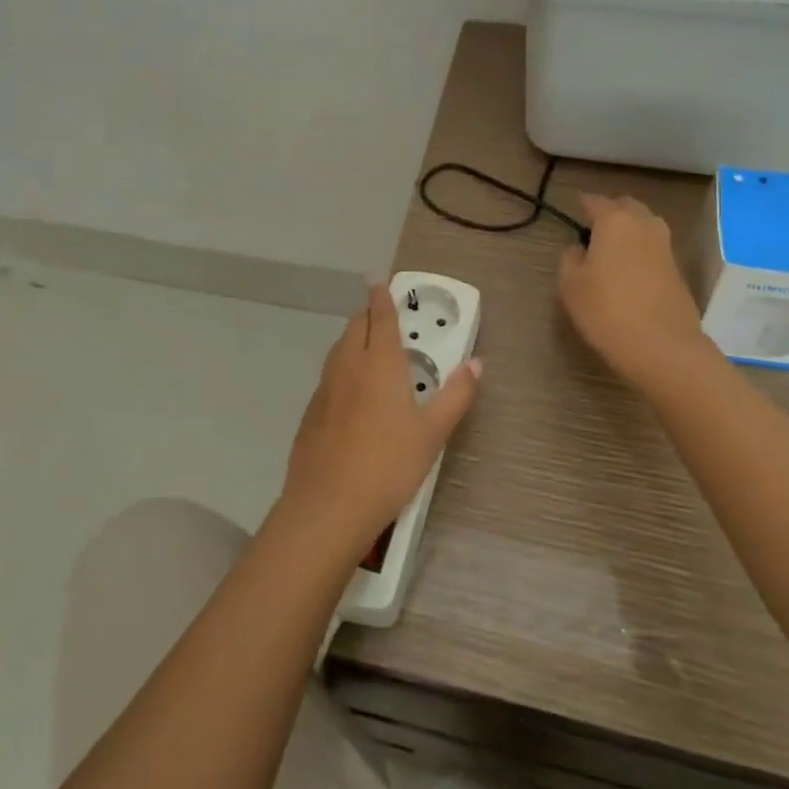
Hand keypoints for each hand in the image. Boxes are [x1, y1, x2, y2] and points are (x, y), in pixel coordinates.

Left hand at [278, 284, 480, 556]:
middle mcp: (348, 365)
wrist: (328, 505)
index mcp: (379, 362)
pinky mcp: (311, 410)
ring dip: (354, 338)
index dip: (381, 297)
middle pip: (355, 326)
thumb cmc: (389, 464)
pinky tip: (353, 391)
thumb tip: (477, 363)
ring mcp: (325, 387)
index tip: (380, 282)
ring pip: (339, 349)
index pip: (380, 317)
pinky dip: (343, 366)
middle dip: (369, 315)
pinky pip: (330, 374)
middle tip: (383, 316)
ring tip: (370, 348)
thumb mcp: (433, 433)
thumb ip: (456, 395)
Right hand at [559, 193, 709, 386]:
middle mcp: (644, 224)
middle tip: (592, 227)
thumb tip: (580, 248)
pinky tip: (628, 268)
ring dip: (628, 229)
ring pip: (644, 224)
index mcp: (615, 220)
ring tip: (610, 248)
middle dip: (609, 211)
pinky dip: (640, 249)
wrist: (663, 346)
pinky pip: (653, 247)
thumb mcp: (571, 284)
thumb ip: (570, 258)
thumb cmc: (607, 310)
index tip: (572, 207)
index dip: (582, 203)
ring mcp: (665, 246)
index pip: (595, 201)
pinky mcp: (678, 268)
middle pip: (626, 206)